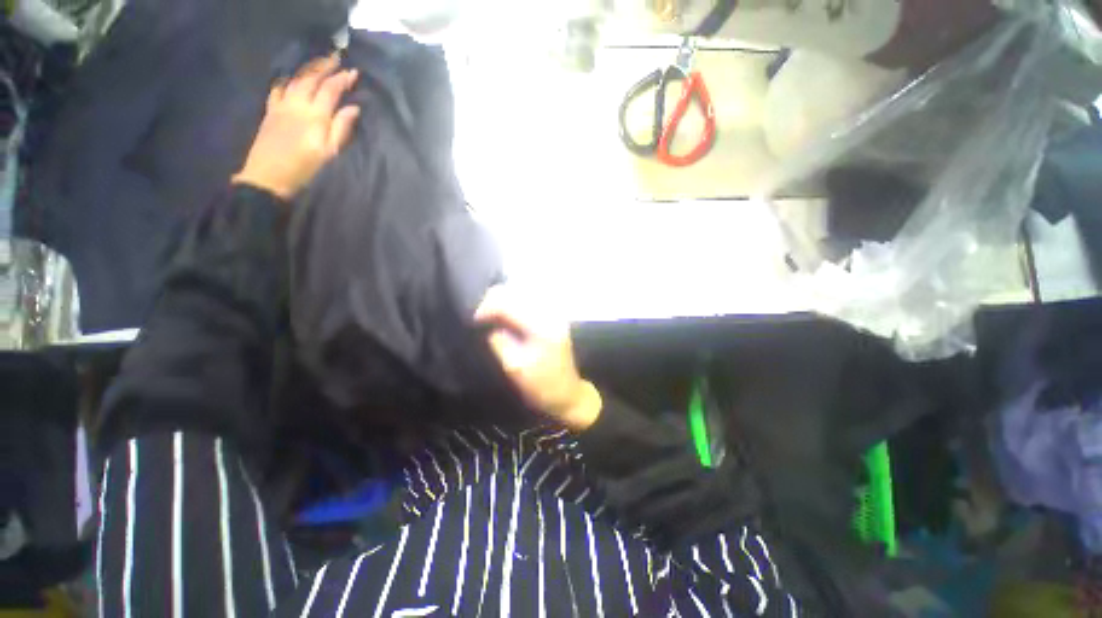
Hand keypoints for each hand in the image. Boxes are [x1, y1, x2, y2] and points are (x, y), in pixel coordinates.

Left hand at [232, 54, 360, 199]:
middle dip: (324, 66)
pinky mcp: (270, 111)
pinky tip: (291, 77)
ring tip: (318, 63)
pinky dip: (287, 79)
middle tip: (336, 57)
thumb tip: (353, 108)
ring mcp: (281, 105)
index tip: (354, 72)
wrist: (268, 177)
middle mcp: (297, 104)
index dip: (342, 79)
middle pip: (311, 78)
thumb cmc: (305, 169)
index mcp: (315, 115)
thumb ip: (341, 128)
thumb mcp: (330, 153)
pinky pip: (278, 88)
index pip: (330, 90)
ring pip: (295, 79)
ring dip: (307, 68)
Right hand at [475, 285, 601, 430]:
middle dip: (492, 301)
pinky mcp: (552, 315)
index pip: (506, 302)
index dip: (485, 307)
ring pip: (520, 292)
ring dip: (502, 300)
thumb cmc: (541, 384)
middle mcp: (548, 311)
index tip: (473, 320)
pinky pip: (527, 299)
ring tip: (490, 316)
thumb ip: (499, 341)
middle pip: (513, 291)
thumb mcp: (514, 366)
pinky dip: (512, 303)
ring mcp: (552, 311)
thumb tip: (487, 324)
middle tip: (480, 318)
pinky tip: (505, 315)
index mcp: (539, 324)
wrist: (567, 393)